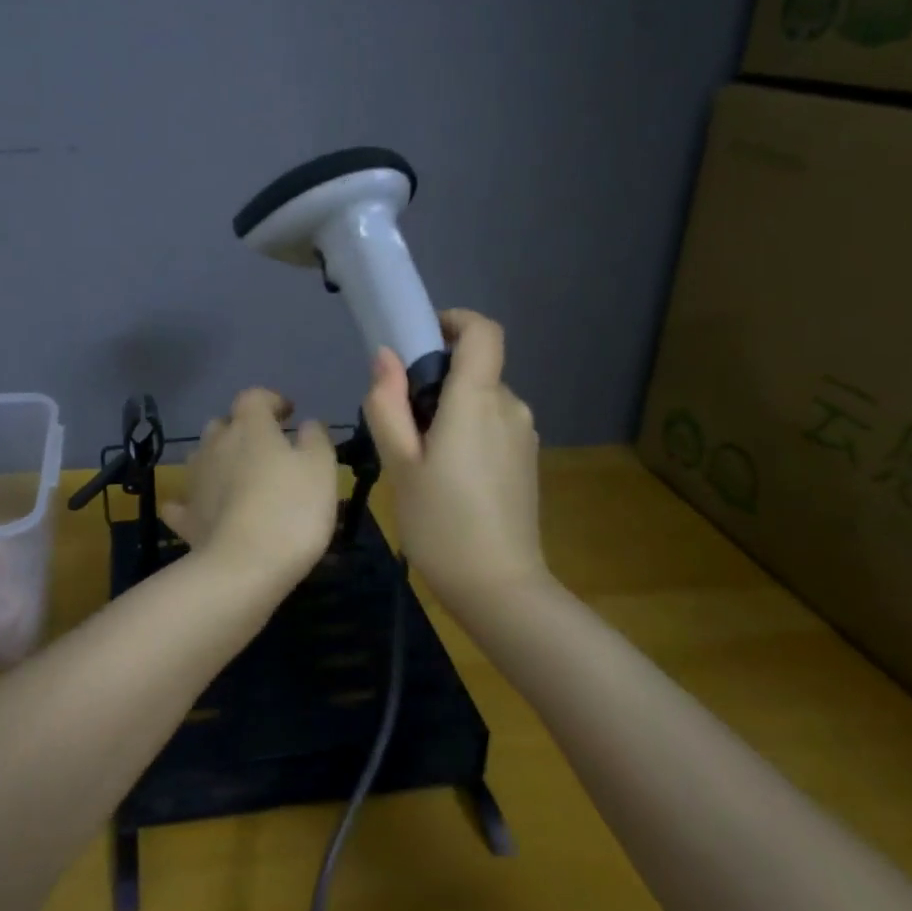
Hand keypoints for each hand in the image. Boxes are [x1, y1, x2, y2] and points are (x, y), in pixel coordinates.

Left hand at [163, 389, 338, 589]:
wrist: (245, 566)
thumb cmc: (291, 509)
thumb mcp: (321, 467)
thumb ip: (315, 438)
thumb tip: (306, 424)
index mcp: (250, 427)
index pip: (254, 397)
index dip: (271, 400)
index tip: (288, 414)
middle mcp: (215, 445)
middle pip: (223, 424)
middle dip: (241, 430)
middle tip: (265, 448)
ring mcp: (195, 480)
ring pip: (202, 457)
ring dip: (218, 460)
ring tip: (239, 477)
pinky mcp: (186, 517)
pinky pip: (184, 502)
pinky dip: (193, 501)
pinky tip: (202, 510)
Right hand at [364, 310, 547, 607]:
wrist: (500, 588)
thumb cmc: (441, 522)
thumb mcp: (399, 463)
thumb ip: (388, 404)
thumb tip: (385, 356)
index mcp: (478, 400)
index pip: (483, 331)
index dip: (454, 322)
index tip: (421, 341)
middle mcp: (511, 407)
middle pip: (475, 369)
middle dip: (436, 380)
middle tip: (400, 422)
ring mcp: (524, 436)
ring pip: (481, 401)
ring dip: (449, 410)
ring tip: (419, 458)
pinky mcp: (527, 461)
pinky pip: (492, 426)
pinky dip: (466, 432)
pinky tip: (446, 478)